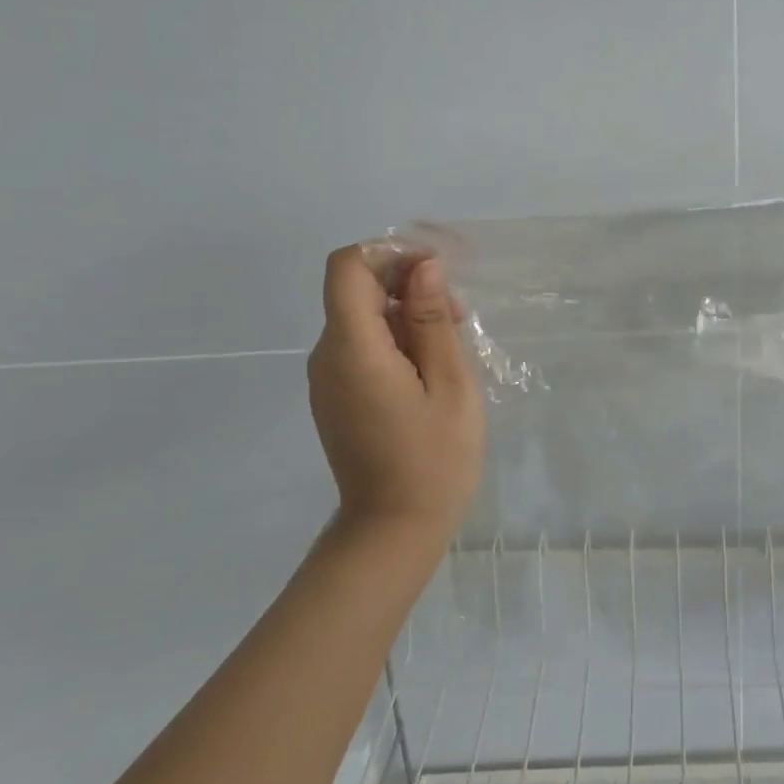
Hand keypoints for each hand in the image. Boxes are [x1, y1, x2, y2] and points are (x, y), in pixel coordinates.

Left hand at [307, 245, 484, 536]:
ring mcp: (326, 378)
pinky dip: (393, 338)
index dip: (388, 253)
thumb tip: (424, 267)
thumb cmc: (434, 459)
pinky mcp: (334, 395)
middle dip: (405, 283)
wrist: (393, 530)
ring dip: (404, 312)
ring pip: (360, 317)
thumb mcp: (450, 385)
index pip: (347, 267)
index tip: (434, 268)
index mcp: (353, 349)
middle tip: (457, 313)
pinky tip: (430, 366)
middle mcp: (327, 356)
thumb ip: (432, 321)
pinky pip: (359, 346)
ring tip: (451, 342)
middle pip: (354, 289)